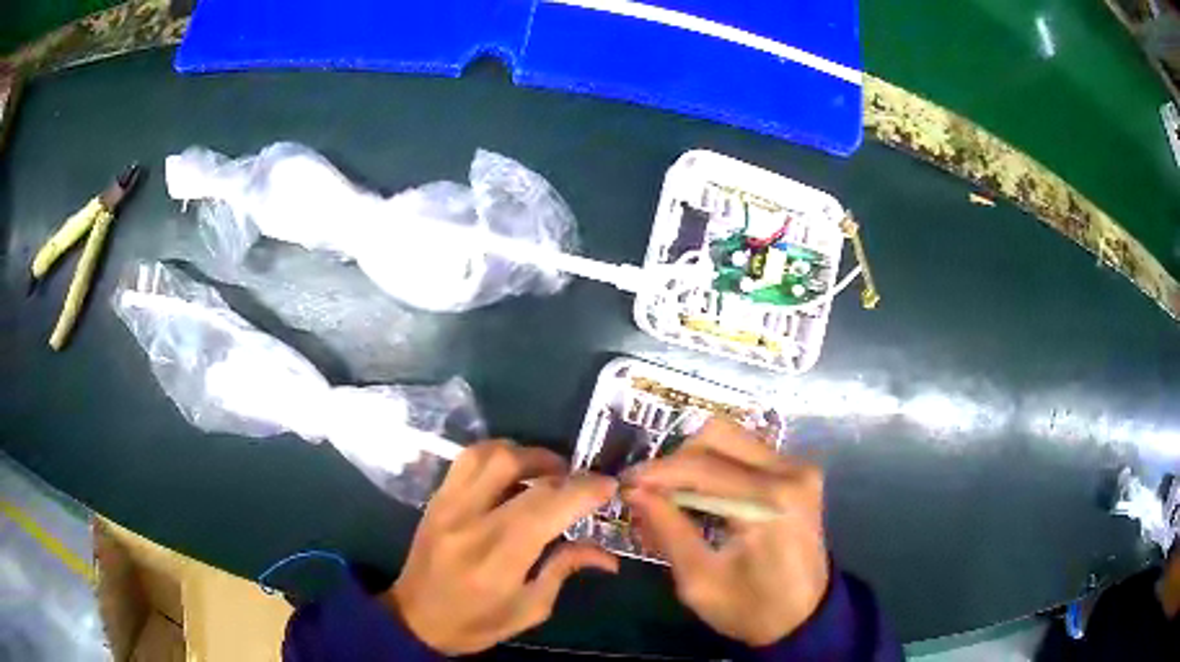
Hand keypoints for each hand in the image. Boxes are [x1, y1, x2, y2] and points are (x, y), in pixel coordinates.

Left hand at [386, 440, 617, 654]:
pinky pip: (468, 459)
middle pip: (518, 468)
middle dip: (561, 469)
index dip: (583, 490)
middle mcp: (469, 522)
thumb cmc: (475, 623)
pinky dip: (498, 455)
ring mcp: (447, 504)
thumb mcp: (529, 609)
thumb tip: (607, 555)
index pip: (546, 507)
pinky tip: (513, 472)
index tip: (608, 486)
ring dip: (527, 453)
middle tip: (580, 481)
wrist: (415, 619)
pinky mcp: (435, 498)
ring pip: (489, 453)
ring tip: (548, 471)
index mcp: (497, 558)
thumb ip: (564, 569)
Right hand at [624, 419, 828, 646]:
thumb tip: (634, 491)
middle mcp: (791, 471)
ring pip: (731, 439)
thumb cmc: (751, 608)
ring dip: (694, 462)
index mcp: (771, 501)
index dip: (657, 472)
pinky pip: (745, 453)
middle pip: (718, 436)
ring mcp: (798, 467)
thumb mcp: (699, 580)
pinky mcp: (797, 473)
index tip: (624, 484)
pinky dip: (714, 468)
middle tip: (649, 490)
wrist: (805, 618)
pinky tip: (698, 496)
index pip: (703, 467)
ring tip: (669, 495)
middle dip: (676, 461)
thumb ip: (668, 530)